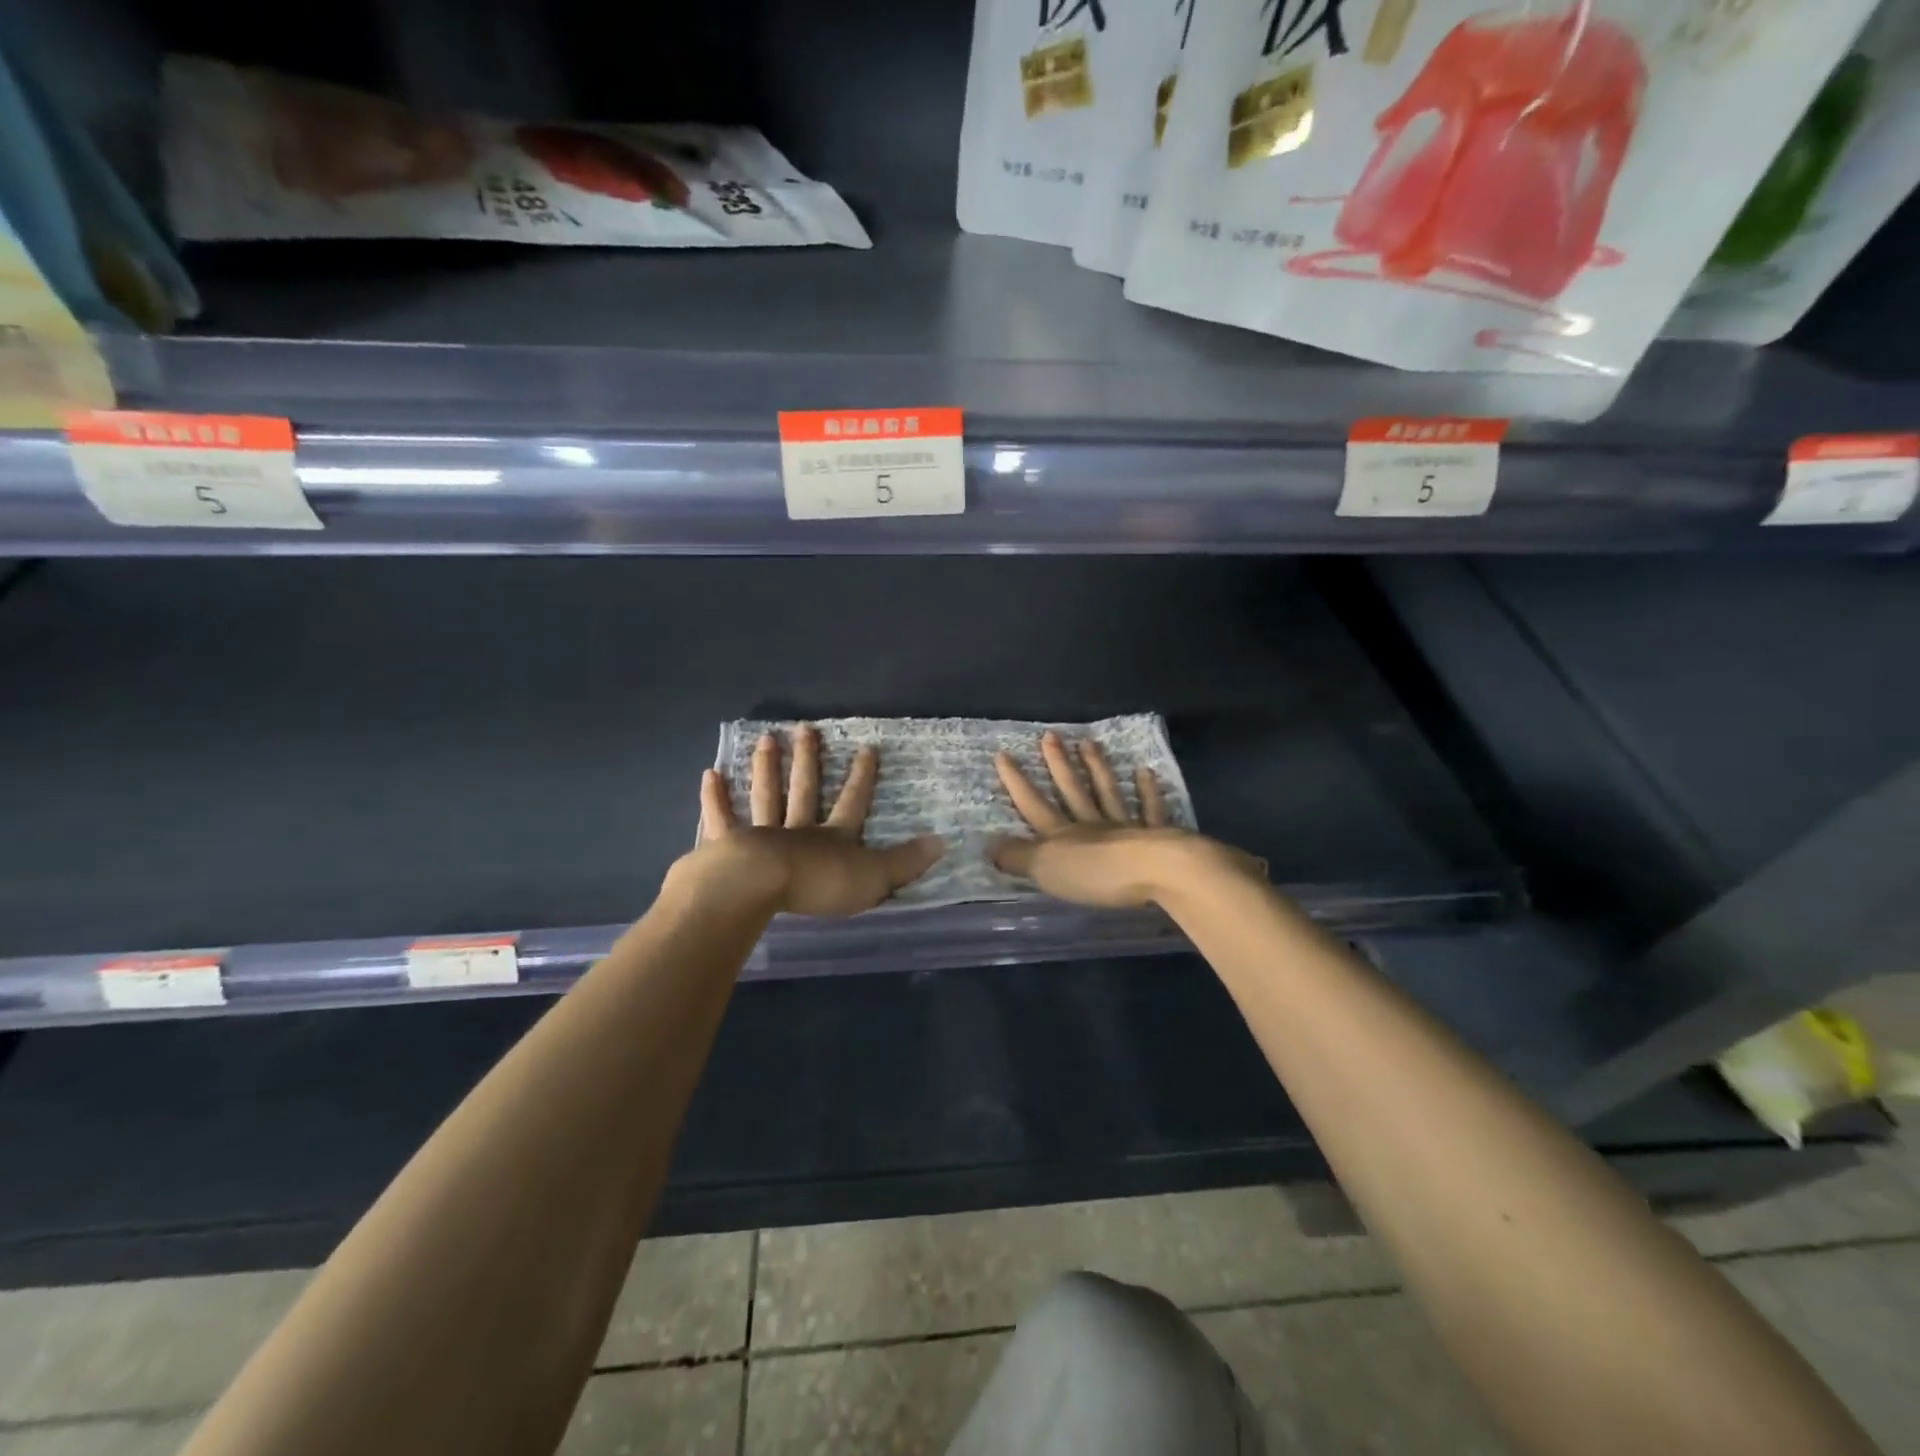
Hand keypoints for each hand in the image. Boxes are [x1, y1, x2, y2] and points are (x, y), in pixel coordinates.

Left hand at [693, 724, 943, 916]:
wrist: (759, 888)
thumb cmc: (818, 884)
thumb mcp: (872, 878)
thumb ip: (905, 862)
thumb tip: (942, 842)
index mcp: (833, 838)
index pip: (852, 803)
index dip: (861, 777)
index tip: (867, 747)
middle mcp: (798, 828)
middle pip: (804, 789)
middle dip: (808, 760)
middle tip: (805, 727)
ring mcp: (761, 834)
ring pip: (767, 796)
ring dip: (767, 768)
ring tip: (766, 738)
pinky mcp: (728, 845)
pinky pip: (722, 818)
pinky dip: (716, 798)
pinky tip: (710, 774)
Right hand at [990, 732, 1258, 907]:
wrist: (1154, 873)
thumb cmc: (1095, 874)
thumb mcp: (1046, 869)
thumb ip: (1018, 857)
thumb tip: (989, 846)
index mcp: (1062, 835)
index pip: (1033, 805)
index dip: (1016, 782)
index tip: (1003, 754)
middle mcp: (1091, 825)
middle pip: (1071, 790)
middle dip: (1058, 763)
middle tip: (1050, 735)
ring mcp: (1125, 827)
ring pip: (1107, 792)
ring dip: (1096, 767)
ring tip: (1088, 742)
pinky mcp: (1156, 836)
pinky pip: (1150, 809)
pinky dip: (1147, 791)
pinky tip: (1145, 772)